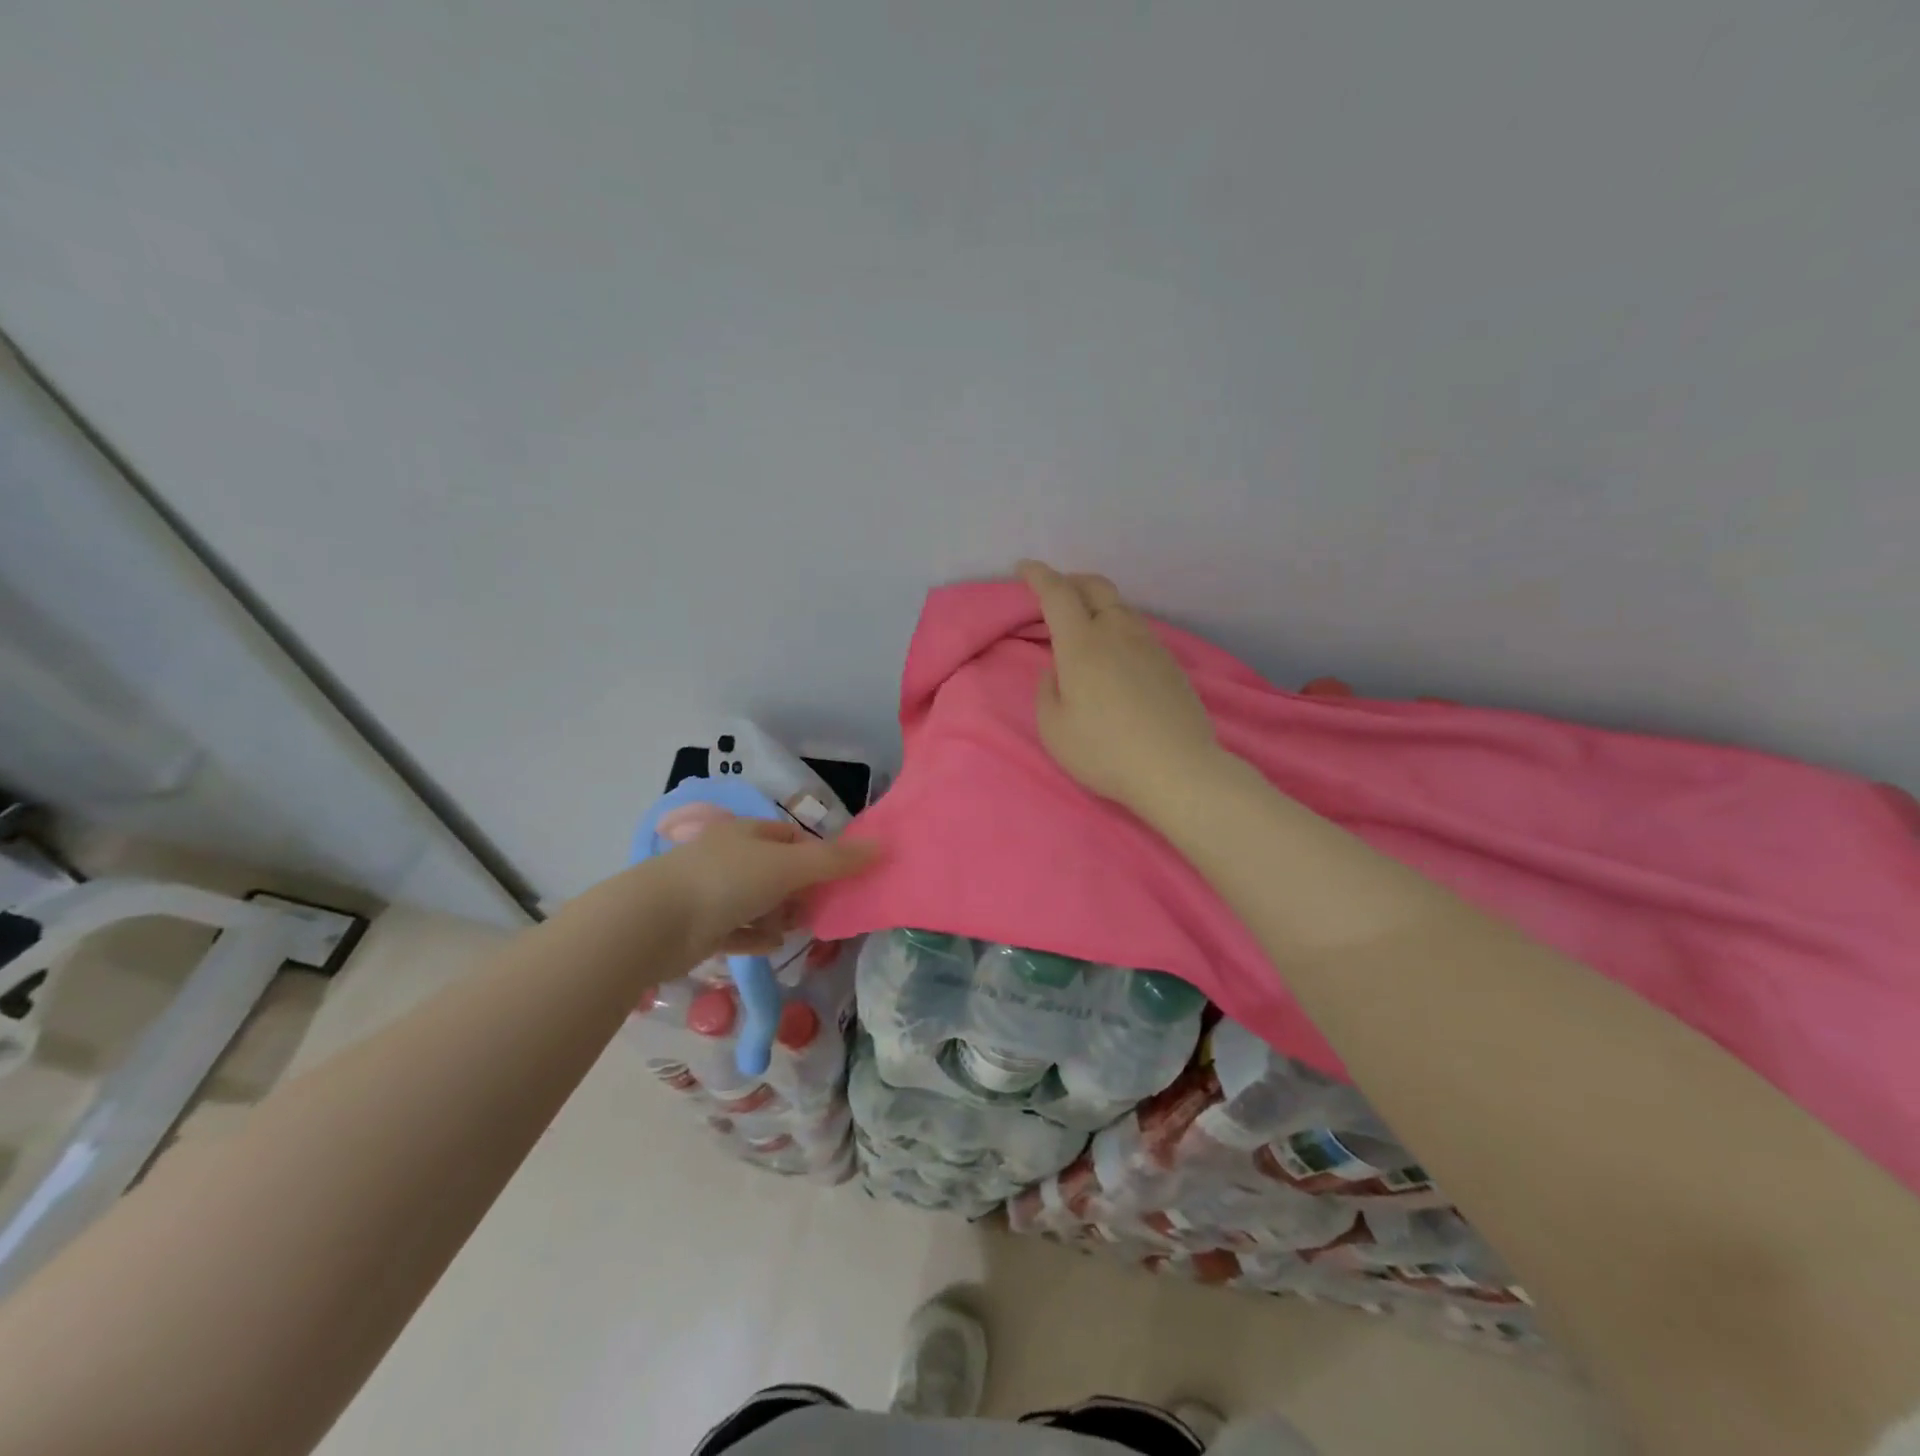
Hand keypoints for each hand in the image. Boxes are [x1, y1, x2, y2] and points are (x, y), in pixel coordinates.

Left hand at [662, 815, 879, 959]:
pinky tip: (773, 947)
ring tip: (797, 930)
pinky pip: (737, 930)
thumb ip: (834, 860)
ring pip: (757, 901)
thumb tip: (882, 846)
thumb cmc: (726, 881)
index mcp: (746, 833)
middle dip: (799, 889)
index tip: (836, 877)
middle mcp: (728, 857)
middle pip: (775, 870)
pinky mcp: (699, 927)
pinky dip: (756, 937)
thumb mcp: (788, 866)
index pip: (790, 837)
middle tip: (820, 909)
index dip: (816, 854)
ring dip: (779, 915)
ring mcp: (711, 892)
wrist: (655, 923)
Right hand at [1018, 560, 1220, 817]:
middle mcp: (1117, 632)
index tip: (1024, 568)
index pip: (1057, 594)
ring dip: (1098, 603)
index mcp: (1082, 644)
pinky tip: (1116, 650)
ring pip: (1120, 607)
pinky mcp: (1171, 662)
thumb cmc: (1105, 751)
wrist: (1177, 769)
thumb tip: (1055, 671)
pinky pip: (1138, 629)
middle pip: (1095, 587)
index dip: (1038, 576)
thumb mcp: (1054, 729)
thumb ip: (1046, 692)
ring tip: (1085, 621)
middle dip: (1071, 580)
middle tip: (1055, 590)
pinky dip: (1118, 625)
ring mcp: (1149, 645)